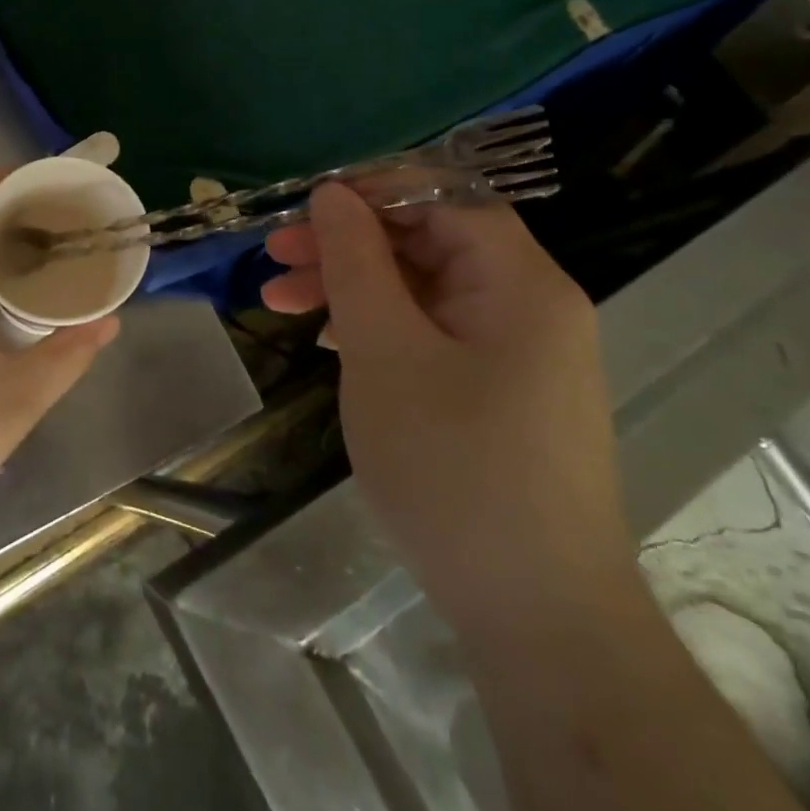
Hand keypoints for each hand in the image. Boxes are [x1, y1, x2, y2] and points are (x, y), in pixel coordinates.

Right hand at [263, 184, 636, 640]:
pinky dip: (376, 328)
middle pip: (427, 242)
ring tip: (279, 302)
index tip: (304, 208)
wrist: (535, 617)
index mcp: (519, 283)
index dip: (372, 192)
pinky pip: (430, 334)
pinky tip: (327, 343)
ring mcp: (514, 353)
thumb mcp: (384, 351)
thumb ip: (356, 261)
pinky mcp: (497, 392)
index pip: (444, 198)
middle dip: (346, 245)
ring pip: (421, 290)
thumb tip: (333, 193)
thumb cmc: (454, 466)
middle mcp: (526, 306)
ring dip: (350, 288)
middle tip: (274, 258)